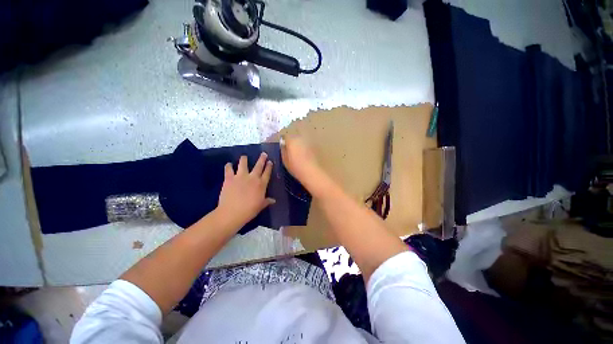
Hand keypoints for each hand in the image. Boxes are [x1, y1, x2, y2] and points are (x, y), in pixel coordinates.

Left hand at [217, 153, 274, 228]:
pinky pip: (228, 169)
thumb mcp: (260, 206)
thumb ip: (267, 201)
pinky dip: (228, 166)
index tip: (270, 161)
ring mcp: (240, 177)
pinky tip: (229, 164)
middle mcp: (252, 178)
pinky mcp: (229, 178)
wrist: (232, 212)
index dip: (269, 167)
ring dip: (244, 159)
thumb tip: (273, 200)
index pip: (267, 173)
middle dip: (262, 159)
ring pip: (243, 164)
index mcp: (261, 184)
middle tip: (263, 153)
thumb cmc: (249, 210)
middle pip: (258, 166)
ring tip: (244, 156)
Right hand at [280, 136, 328, 195]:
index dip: (285, 142)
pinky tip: (306, 155)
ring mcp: (309, 141)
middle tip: (292, 151)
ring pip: (302, 140)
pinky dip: (306, 148)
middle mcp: (301, 138)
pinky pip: (308, 145)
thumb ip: (283, 150)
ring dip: (300, 144)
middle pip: (295, 137)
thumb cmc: (296, 167)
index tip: (284, 148)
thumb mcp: (285, 160)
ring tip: (299, 153)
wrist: (311, 172)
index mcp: (291, 140)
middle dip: (293, 142)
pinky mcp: (315, 146)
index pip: (286, 137)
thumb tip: (284, 146)